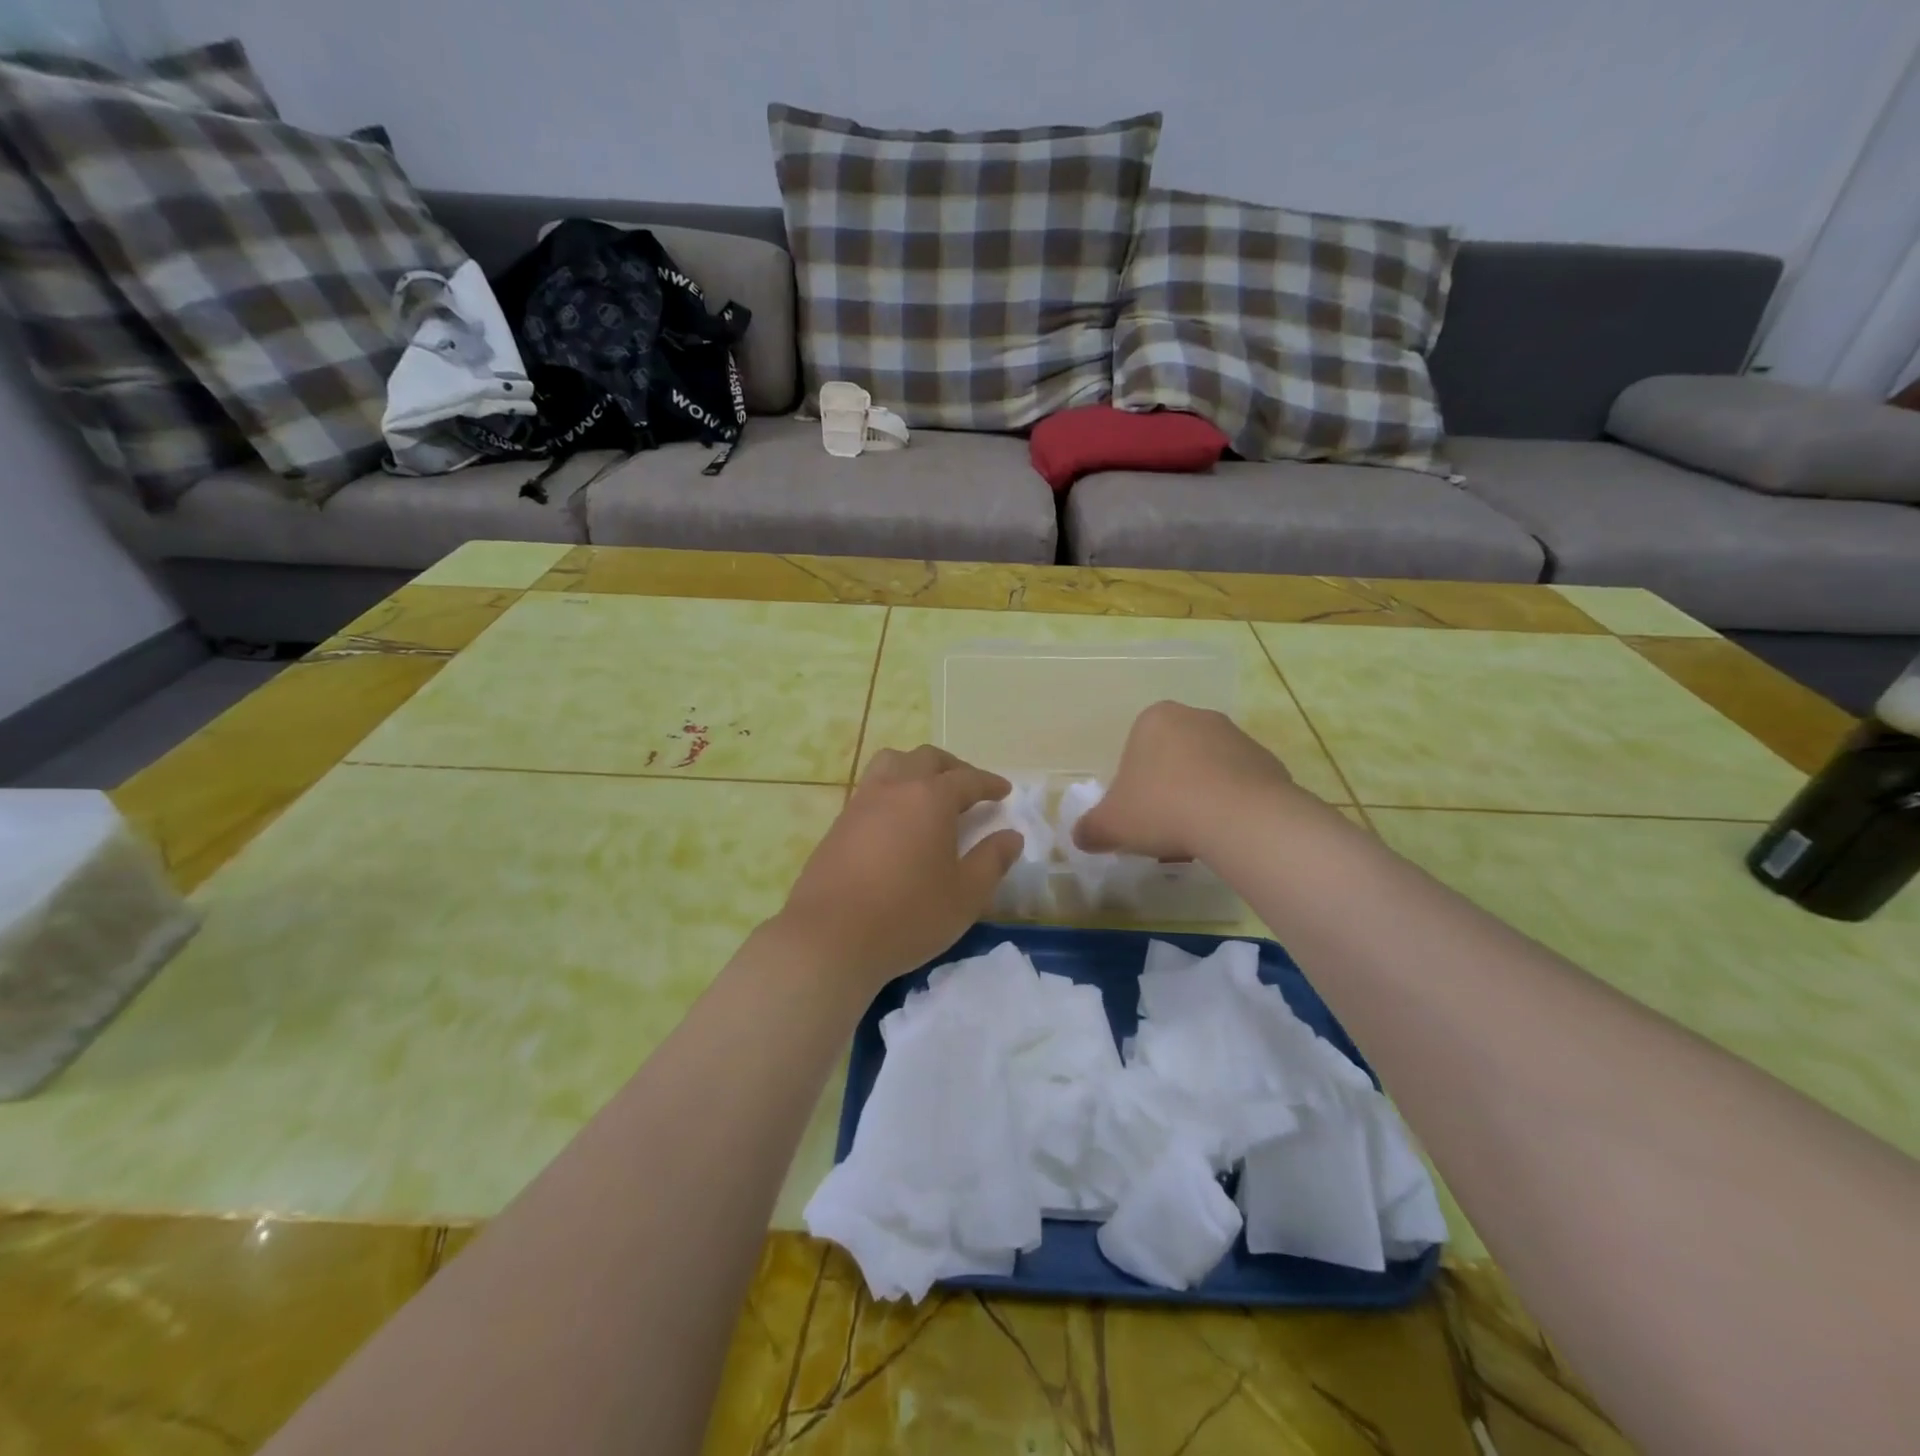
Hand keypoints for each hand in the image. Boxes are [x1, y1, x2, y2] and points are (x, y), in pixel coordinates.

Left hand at [775, 746, 1023, 992]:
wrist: (830, 938)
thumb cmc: (908, 914)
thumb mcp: (965, 895)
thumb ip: (992, 860)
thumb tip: (1012, 836)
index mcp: (930, 798)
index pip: (967, 779)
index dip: (989, 783)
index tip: (1004, 791)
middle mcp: (895, 788)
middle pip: (926, 759)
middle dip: (953, 767)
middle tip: (969, 787)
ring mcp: (861, 803)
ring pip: (891, 764)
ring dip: (916, 768)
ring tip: (929, 793)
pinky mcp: (839, 824)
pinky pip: (871, 788)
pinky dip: (892, 790)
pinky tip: (897, 821)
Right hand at [1073, 701, 1298, 861]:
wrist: (1239, 819)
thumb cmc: (1163, 808)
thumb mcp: (1111, 824)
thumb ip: (1090, 828)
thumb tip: (1080, 836)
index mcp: (1155, 719)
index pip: (1135, 748)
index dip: (1132, 785)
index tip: (1137, 814)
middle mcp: (1197, 717)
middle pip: (1173, 756)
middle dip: (1167, 787)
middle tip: (1163, 825)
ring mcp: (1237, 737)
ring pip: (1208, 770)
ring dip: (1200, 796)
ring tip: (1197, 835)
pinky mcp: (1269, 762)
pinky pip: (1240, 785)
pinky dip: (1231, 805)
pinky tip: (1225, 832)